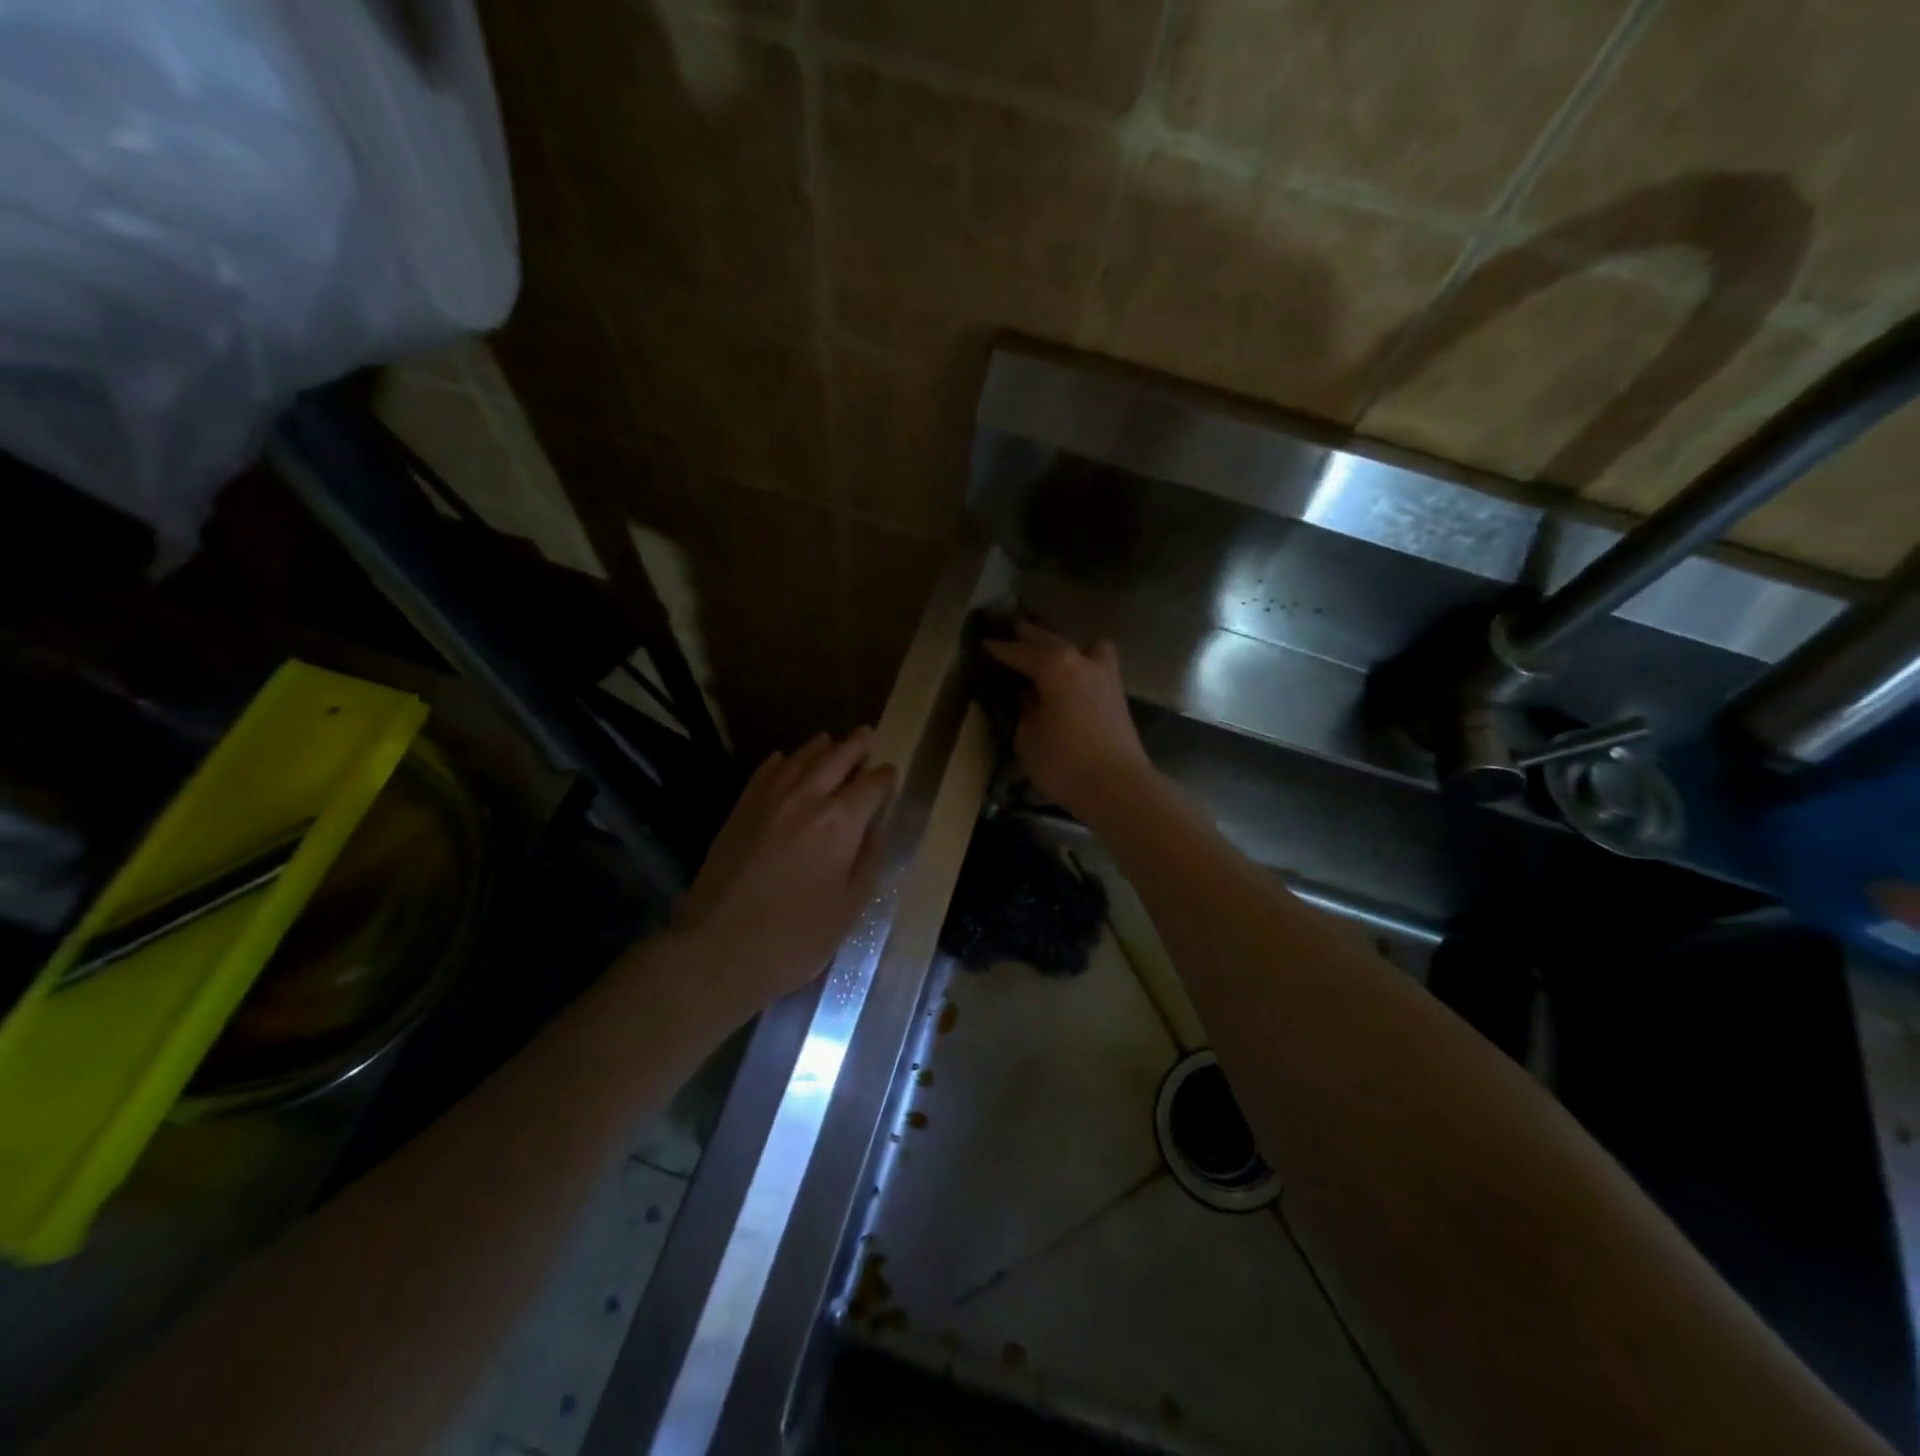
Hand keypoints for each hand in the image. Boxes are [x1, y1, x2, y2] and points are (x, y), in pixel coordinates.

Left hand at [674, 729, 895, 1010]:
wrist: (719, 950)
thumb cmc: (796, 938)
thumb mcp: (850, 907)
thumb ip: (867, 859)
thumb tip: (875, 825)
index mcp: (840, 822)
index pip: (871, 785)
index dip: (885, 777)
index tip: (891, 773)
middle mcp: (806, 799)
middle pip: (836, 759)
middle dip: (855, 746)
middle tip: (866, 735)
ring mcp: (768, 801)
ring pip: (799, 759)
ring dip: (819, 748)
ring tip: (830, 741)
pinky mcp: (740, 812)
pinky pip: (764, 773)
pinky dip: (780, 762)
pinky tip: (784, 760)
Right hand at [983, 620, 1150, 818]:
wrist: (1118, 786)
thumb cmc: (1064, 763)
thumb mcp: (1027, 738)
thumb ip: (1025, 711)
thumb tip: (1029, 697)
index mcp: (1054, 667)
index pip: (1019, 652)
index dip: (999, 648)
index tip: (984, 642)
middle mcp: (1081, 661)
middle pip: (1050, 640)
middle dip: (1029, 634)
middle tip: (1011, 628)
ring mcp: (1105, 675)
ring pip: (1085, 646)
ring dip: (1066, 645)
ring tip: (1052, 654)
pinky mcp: (1118, 694)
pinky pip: (1097, 665)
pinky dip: (1084, 664)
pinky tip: (1075, 679)